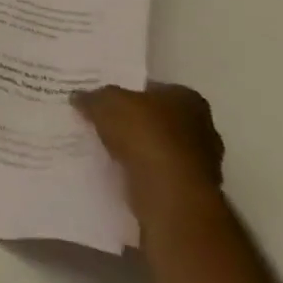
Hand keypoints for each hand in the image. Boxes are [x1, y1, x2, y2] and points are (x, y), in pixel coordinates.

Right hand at [74, 82, 224, 226]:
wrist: (169, 192)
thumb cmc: (143, 134)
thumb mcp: (105, 103)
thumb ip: (92, 98)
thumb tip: (79, 97)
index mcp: (188, 99)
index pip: (154, 90)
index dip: (129, 94)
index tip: (107, 102)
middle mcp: (203, 128)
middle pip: (160, 120)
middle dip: (136, 124)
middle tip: (105, 124)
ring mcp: (202, 162)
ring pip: (161, 149)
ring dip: (140, 151)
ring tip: (108, 150)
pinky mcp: (194, 191)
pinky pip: (161, 174)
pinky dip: (144, 173)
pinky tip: (122, 172)